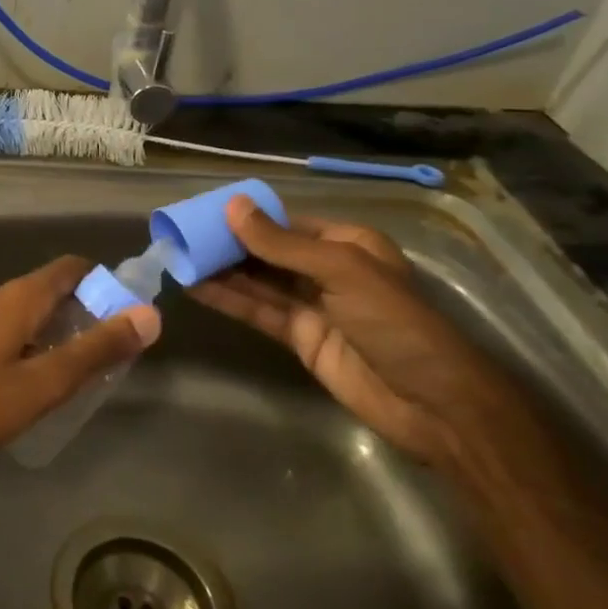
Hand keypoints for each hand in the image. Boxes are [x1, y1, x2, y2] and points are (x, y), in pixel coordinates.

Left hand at [0, 256, 160, 456]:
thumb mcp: (46, 380)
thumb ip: (97, 348)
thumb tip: (149, 315)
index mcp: (21, 296)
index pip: (73, 267)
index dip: (106, 283)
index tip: (131, 314)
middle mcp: (1, 296)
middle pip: (56, 288)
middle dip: (90, 310)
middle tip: (116, 349)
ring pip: (36, 310)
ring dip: (65, 329)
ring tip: (89, 367)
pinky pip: (18, 327)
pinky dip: (41, 341)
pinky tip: (46, 376)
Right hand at [189, 198, 517, 467]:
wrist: (430, 402)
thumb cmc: (395, 323)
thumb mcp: (341, 271)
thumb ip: (281, 243)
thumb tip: (232, 206)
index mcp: (346, 243)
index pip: (285, 222)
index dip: (244, 217)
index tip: (201, 212)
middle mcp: (326, 269)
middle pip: (267, 251)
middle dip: (227, 244)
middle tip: (180, 236)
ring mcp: (312, 304)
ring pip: (257, 280)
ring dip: (221, 271)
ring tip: (177, 258)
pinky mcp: (299, 336)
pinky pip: (258, 310)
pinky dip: (228, 299)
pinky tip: (195, 287)